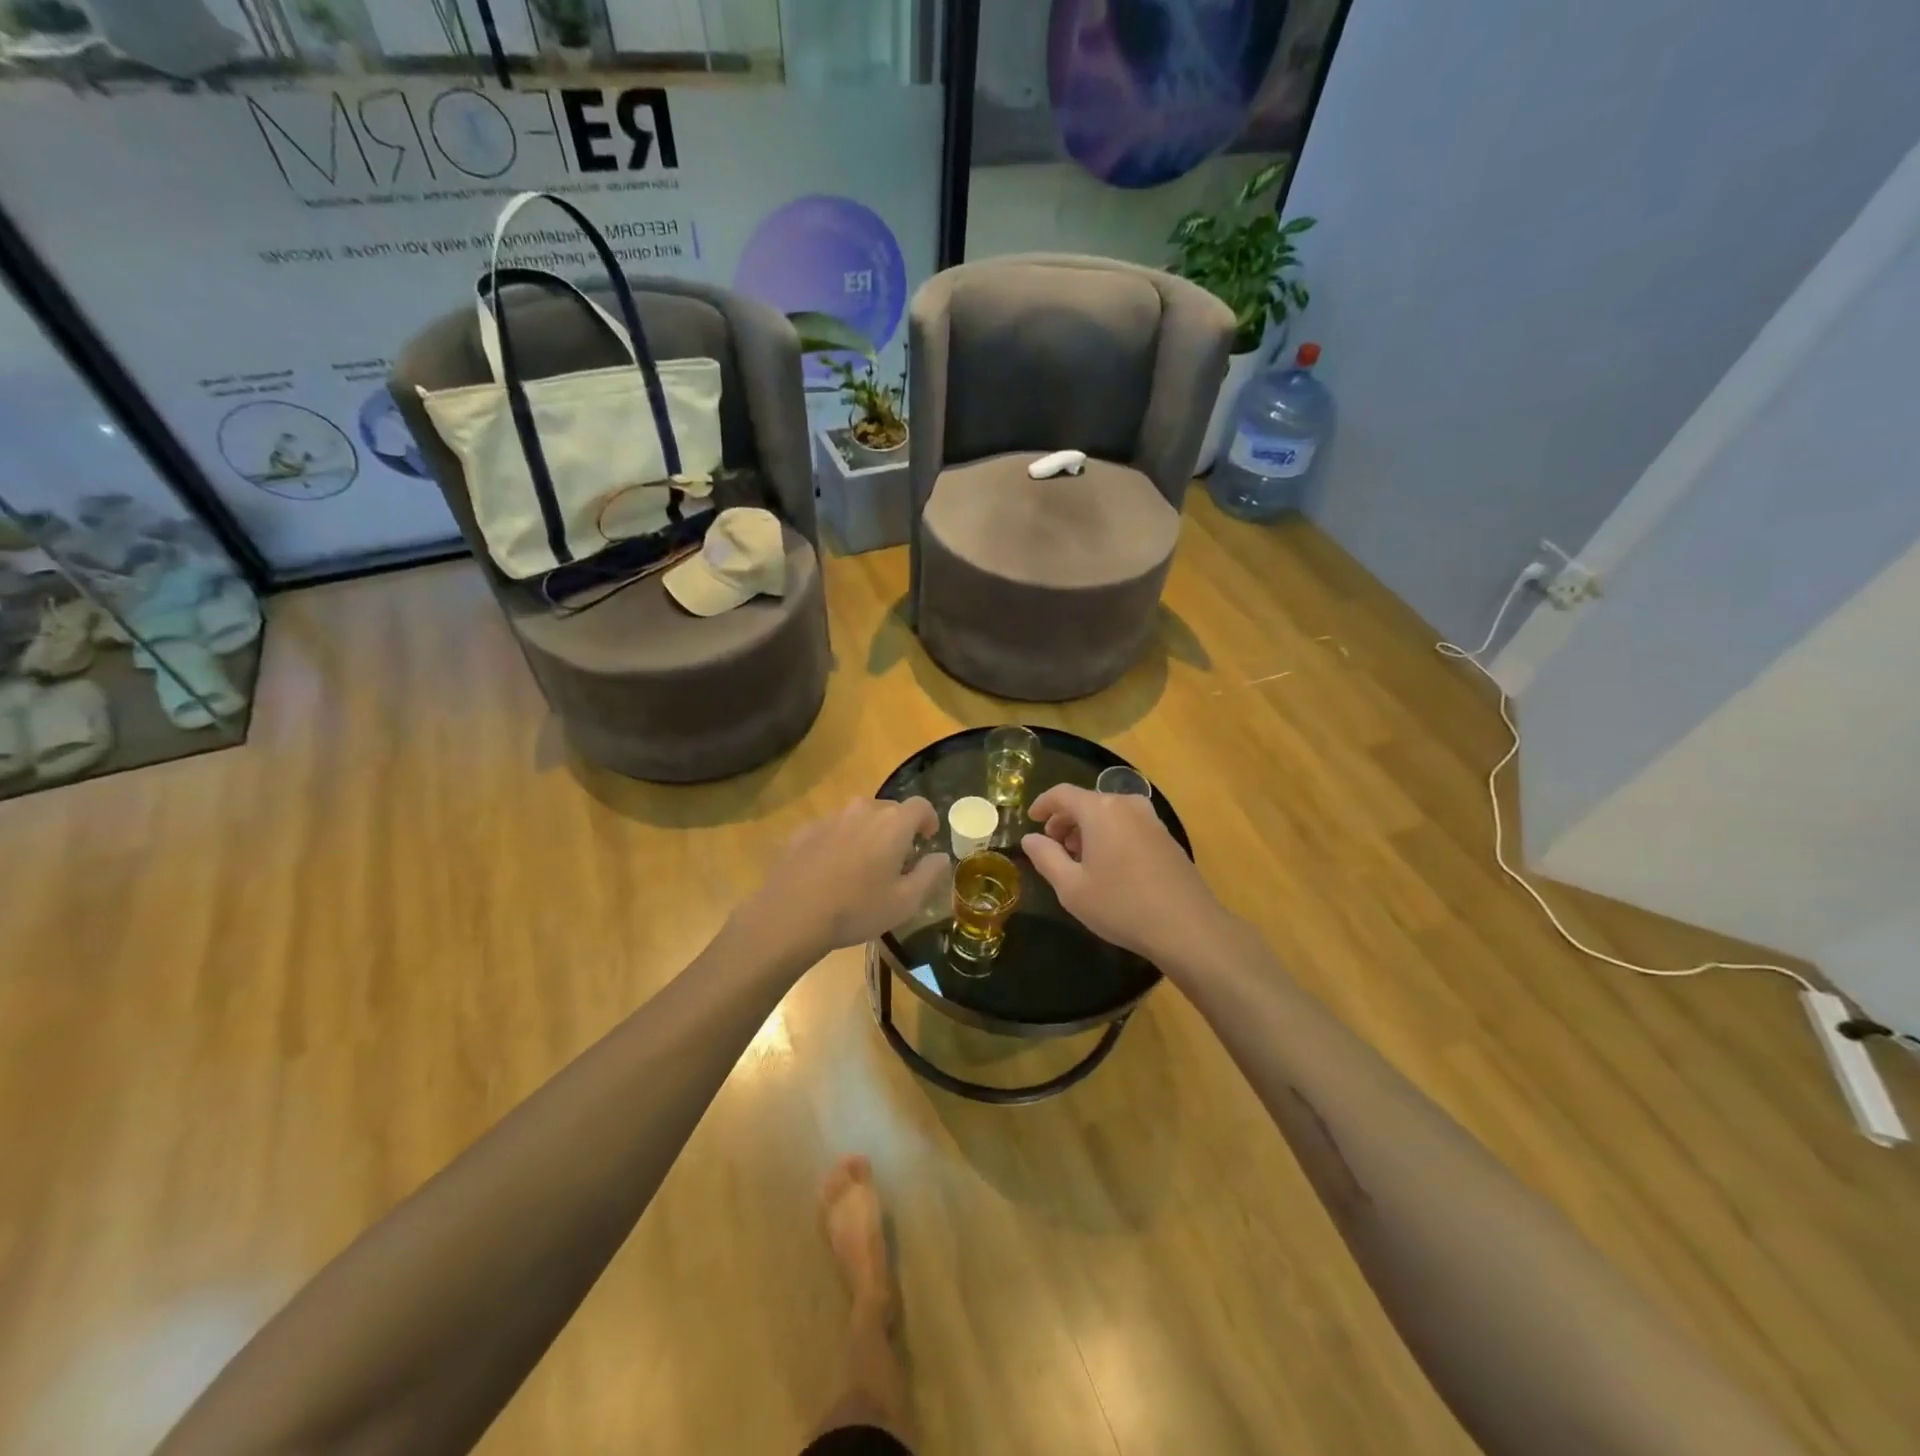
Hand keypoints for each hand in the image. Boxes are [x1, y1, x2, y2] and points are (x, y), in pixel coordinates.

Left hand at [738, 797, 947, 960]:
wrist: (791, 914)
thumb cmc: (857, 908)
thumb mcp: (905, 901)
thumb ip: (930, 874)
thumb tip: (941, 856)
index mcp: (893, 823)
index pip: (920, 806)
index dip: (928, 820)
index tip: (927, 839)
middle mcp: (863, 810)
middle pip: (889, 810)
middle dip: (898, 829)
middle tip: (897, 860)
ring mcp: (831, 818)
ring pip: (859, 817)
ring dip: (868, 834)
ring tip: (863, 866)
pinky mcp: (805, 830)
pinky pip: (833, 829)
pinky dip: (840, 842)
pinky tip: (832, 871)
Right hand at [1022, 784, 1231, 970]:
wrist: (1188, 927)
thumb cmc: (1121, 905)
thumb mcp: (1071, 887)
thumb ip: (1046, 857)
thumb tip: (1030, 838)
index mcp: (1100, 810)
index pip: (1062, 794)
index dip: (1042, 804)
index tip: (1031, 819)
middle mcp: (1127, 805)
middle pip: (1087, 802)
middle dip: (1065, 820)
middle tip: (1053, 846)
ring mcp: (1151, 819)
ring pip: (1109, 814)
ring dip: (1088, 829)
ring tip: (1078, 859)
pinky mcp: (1166, 837)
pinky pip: (1128, 825)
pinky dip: (1110, 835)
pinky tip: (1108, 866)